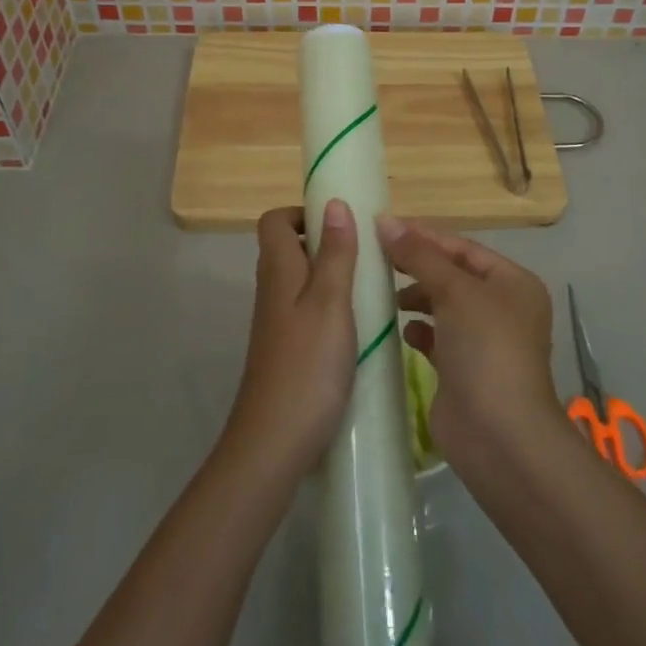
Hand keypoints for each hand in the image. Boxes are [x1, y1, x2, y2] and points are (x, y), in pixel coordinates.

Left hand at [226, 201, 359, 475]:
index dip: (304, 213)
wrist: (274, 442)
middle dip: (328, 243)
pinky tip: (360, 326)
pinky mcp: (287, 349)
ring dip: (333, 276)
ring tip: (372, 288)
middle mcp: (272, 290)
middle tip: (368, 255)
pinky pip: (308, 310)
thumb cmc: (307, 365)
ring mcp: (278, 322)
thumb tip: (334, 203)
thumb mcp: (330, 302)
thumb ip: (335, 253)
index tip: (342, 224)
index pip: (275, 221)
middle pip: (291, 248)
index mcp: (279, 270)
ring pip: (303, 281)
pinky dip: (332, 307)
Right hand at [376, 215, 556, 466]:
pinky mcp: (463, 370)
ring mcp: (484, 342)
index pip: (463, 248)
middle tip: (376, 259)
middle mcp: (502, 308)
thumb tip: (386, 220)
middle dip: (417, 267)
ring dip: (416, 298)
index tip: (383, 227)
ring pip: (443, 307)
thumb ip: (419, 256)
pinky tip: (400, 330)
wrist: (498, 434)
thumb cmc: (485, 348)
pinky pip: (437, 338)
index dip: (425, 236)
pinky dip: (419, 331)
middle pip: (453, 275)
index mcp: (513, 283)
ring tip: (384, 294)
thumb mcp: (455, 292)